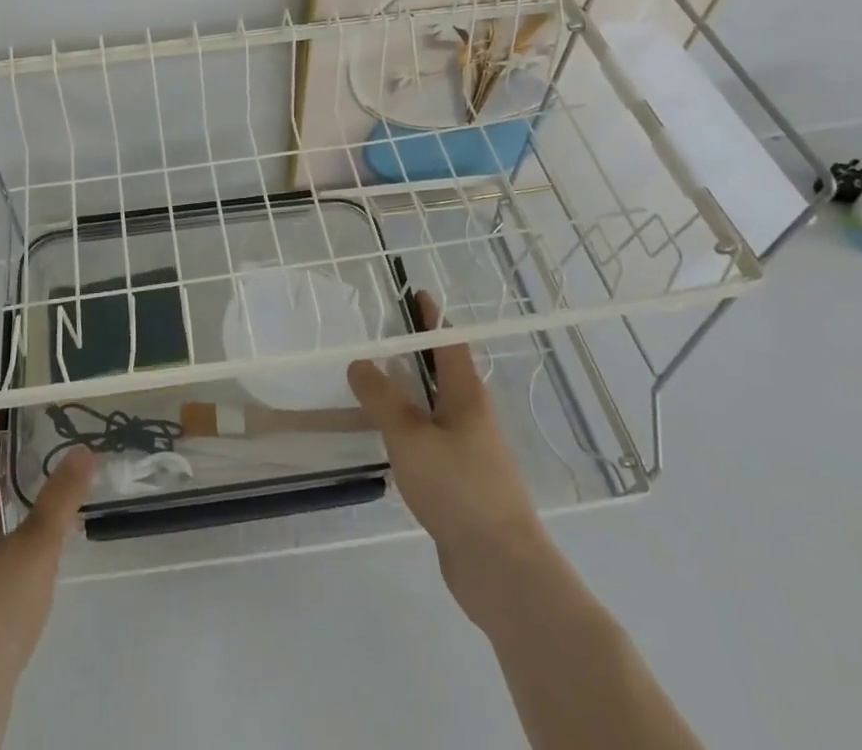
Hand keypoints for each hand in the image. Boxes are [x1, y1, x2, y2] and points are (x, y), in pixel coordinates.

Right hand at [346, 292, 543, 631]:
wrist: (502, 568)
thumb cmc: (459, 487)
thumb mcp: (410, 435)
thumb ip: (382, 397)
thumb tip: (359, 362)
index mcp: (466, 394)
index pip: (448, 341)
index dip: (431, 317)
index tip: (414, 293)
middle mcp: (471, 416)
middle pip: (443, 372)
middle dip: (415, 352)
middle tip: (379, 335)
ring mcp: (469, 451)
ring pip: (435, 408)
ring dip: (409, 391)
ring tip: (374, 381)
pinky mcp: (461, 483)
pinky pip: (430, 441)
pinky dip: (409, 428)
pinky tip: (387, 438)